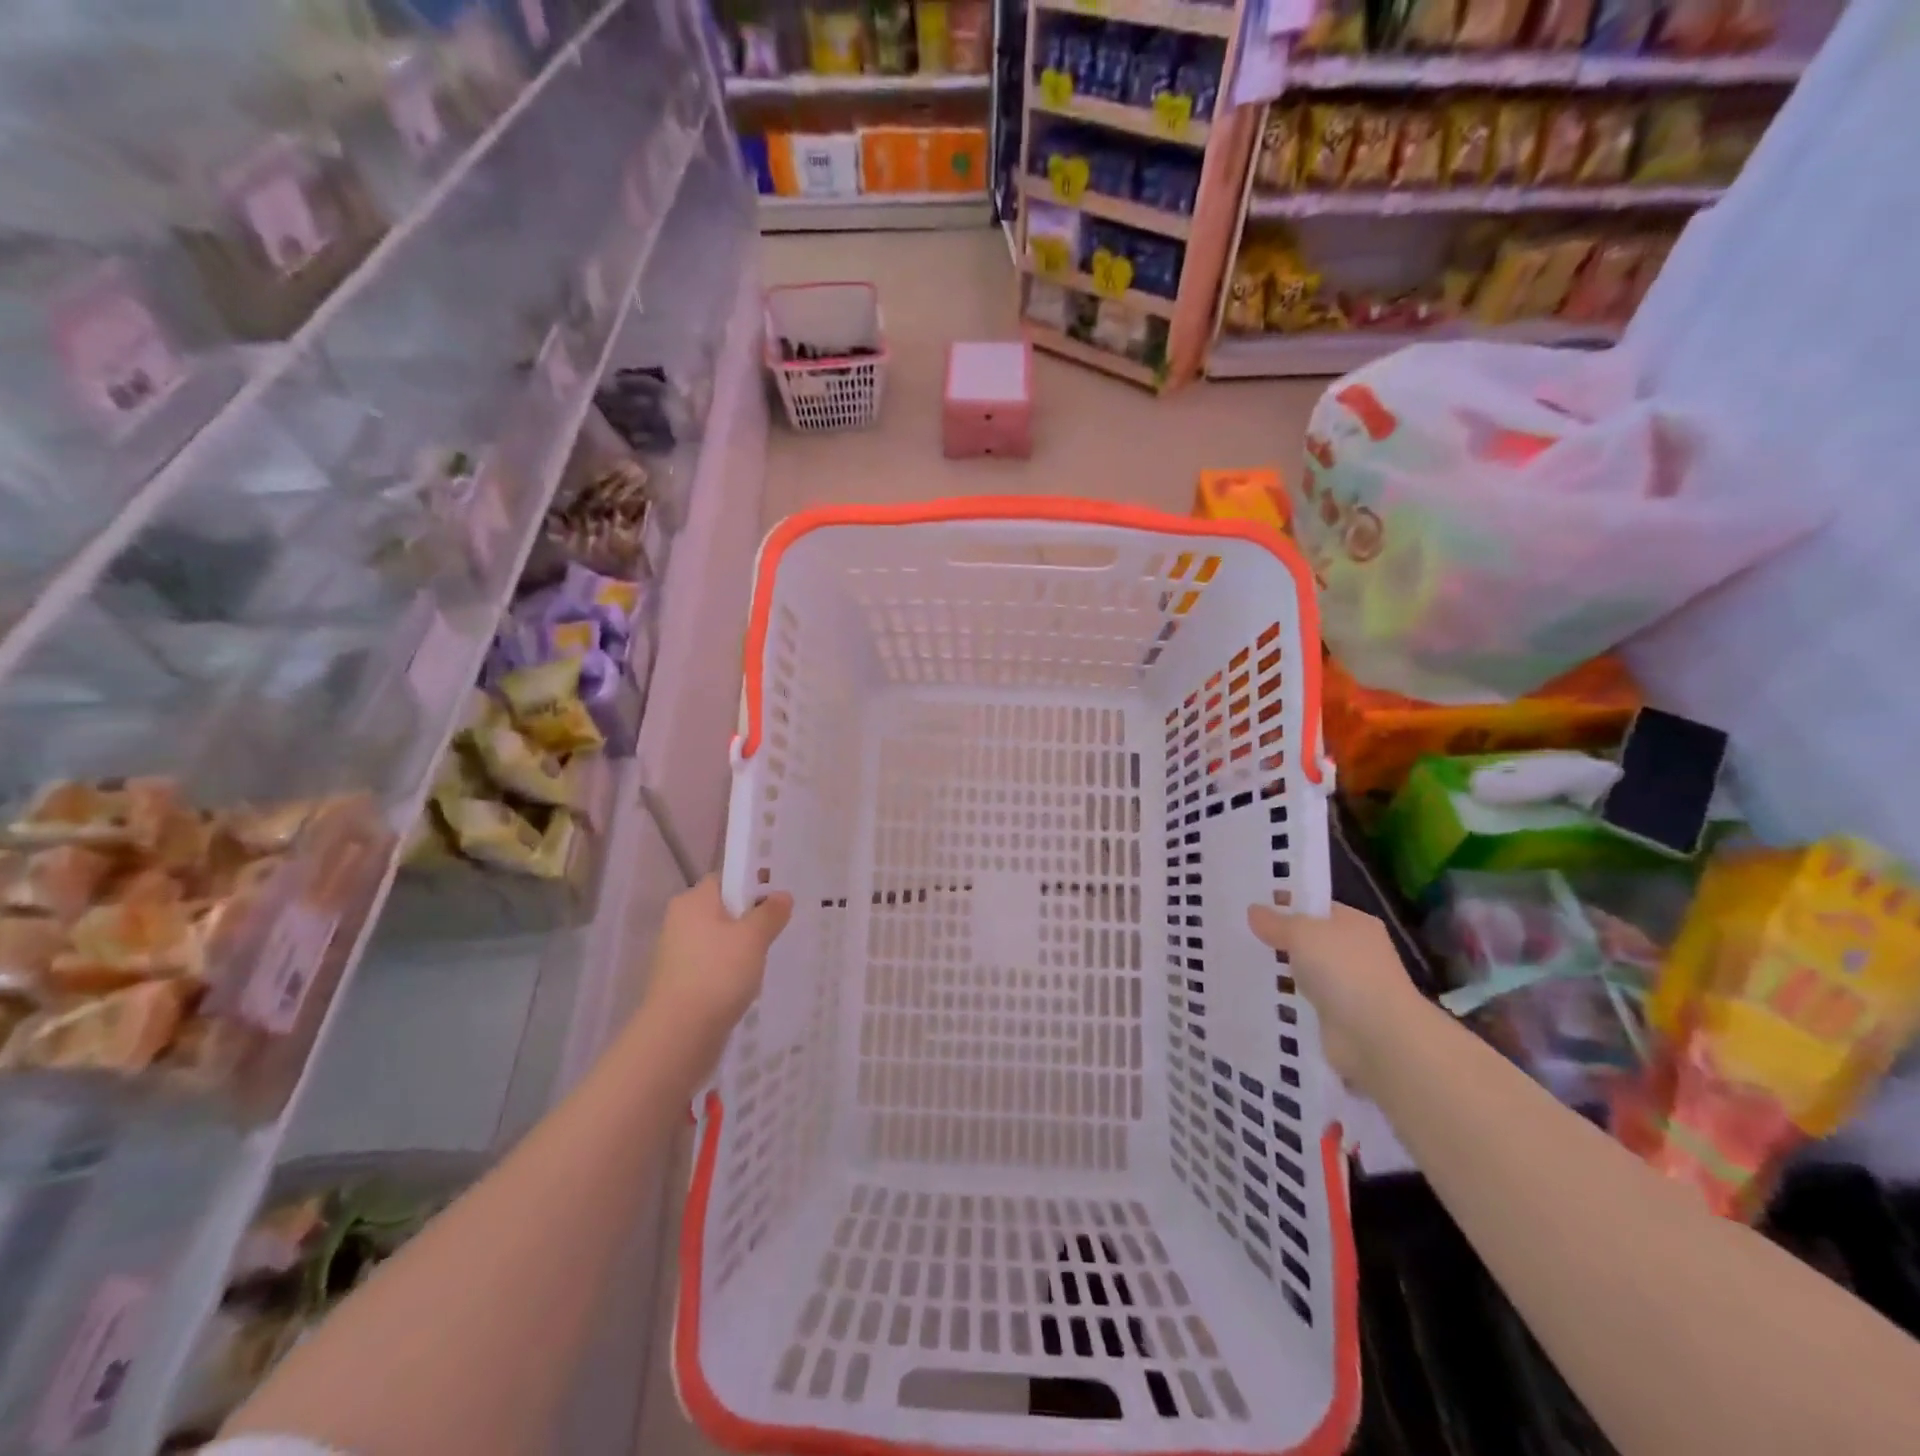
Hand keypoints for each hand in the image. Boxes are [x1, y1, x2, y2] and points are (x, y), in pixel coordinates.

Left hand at [642, 877, 791, 1069]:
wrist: (679, 1035)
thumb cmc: (717, 973)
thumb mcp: (753, 938)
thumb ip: (770, 913)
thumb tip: (781, 896)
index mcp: (693, 901)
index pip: (726, 879)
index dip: (752, 883)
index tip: (777, 897)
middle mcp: (680, 921)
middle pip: (723, 909)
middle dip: (750, 919)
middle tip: (779, 929)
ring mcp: (677, 954)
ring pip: (718, 940)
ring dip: (741, 948)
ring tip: (767, 959)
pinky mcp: (680, 982)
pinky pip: (712, 965)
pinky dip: (729, 971)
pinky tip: (747, 984)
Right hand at [1247, 902, 1426, 1094]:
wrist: (1377, 1037)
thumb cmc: (1344, 971)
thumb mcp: (1302, 934)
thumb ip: (1276, 922)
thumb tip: (1254, 911)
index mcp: (1356, 924)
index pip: (1316, 908)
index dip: (1286, 904)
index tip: (1250, 904)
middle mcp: (1355, 952)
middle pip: (1309, 940)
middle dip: (1279, 939)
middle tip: (1238, 933)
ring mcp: (1348, 987)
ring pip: (1305, 972)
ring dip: (1281, 973)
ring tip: (1239, 964)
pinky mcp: (1337, 1018)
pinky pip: (1304, 1002)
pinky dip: (1287, 1001)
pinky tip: (1258, 995)